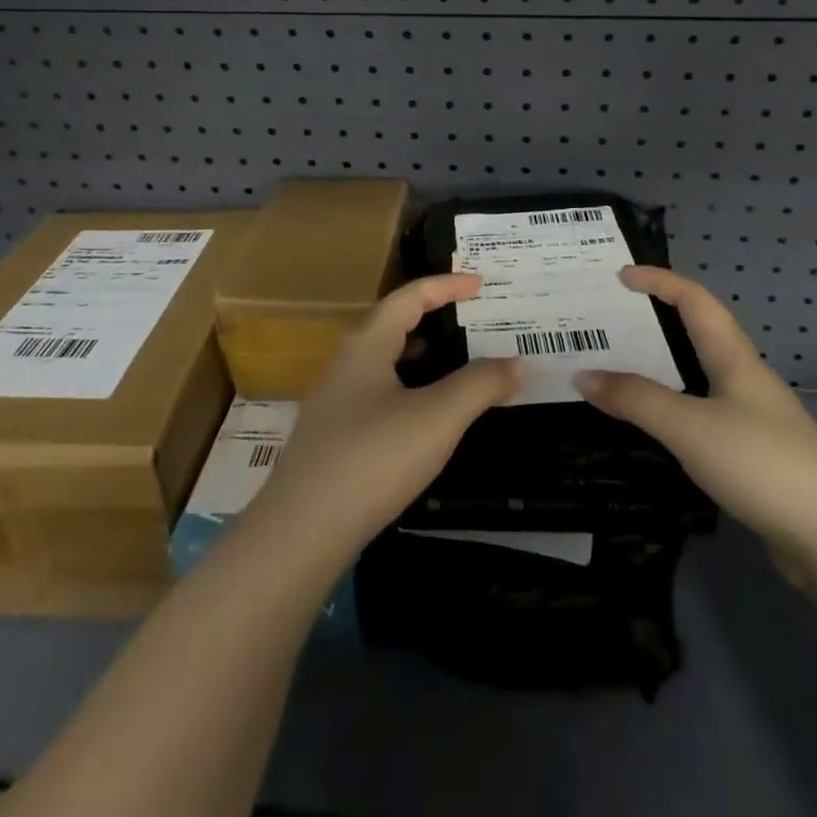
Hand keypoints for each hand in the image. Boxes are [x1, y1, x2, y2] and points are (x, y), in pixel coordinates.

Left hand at [246, 274, 520, 566]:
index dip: (446, 285)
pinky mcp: (332, 434)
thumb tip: (516, 362)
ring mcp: (334, 399)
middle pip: (392, 322)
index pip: (409, 296)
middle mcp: (346, 361)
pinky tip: (421, 412)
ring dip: (418, 350)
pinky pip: (376, 389)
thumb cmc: (373, 458)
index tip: (480, 284)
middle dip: (432, 314)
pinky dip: (406, 383)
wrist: (300, 531)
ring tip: (453, 357)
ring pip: (382, 358)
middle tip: (470, 316)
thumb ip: (479, 385)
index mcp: (367, 344)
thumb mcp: (437, 418)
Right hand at [575, 267, 816, 579]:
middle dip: (656, 320)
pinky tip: (653, 426)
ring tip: (619, 369)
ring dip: (661, 366)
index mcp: (734, 358)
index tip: (620, 276)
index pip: (694, 300)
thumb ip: (635, 399)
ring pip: (699, 376)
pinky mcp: (754, 456)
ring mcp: (753, 419)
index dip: (659, 280)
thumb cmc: (761, 463)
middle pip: (698, 333)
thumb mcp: (689, 426)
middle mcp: (745, 379)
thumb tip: (582, 375)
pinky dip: (672, 407)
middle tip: (610, 322)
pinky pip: (702, 414)